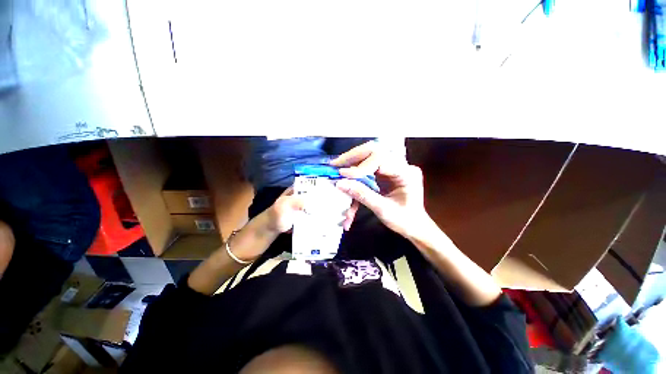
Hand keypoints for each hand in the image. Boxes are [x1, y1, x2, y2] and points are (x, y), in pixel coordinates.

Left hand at [266, 185, 358, 233]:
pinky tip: (341, 224)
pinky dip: (335, 218)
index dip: (336, 183)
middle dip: (343, 200)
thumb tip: (312, 202)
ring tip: (348, 220)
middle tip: (351, 210)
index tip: (348, 189)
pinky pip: (328, 214)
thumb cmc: (277, 215)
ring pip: (332, 203)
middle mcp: (313, 193)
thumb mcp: (283, 207)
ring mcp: (316, 204)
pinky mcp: (316, 214)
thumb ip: (294, 202)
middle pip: (332, 192)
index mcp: (305, 186)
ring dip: (341, 210)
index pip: (324, 181)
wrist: (273, 229)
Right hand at [331, 141, 428, 237]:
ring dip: (352, 160)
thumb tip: (340, 183)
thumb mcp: (382, 210)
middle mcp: (401, 165)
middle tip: (335, 164)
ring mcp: (394, 167)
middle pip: (374, 151)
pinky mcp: (387, 171)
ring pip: (370, 155)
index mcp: (406, 173)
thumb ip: (362, 195)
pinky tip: (346, 172)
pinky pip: (369, 165)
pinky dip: (356, 169)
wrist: (414, 226)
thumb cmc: (404, 220)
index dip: (360, 166)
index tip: (343, 174)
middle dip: (353, 157)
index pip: (380, 159)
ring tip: (337, 166)